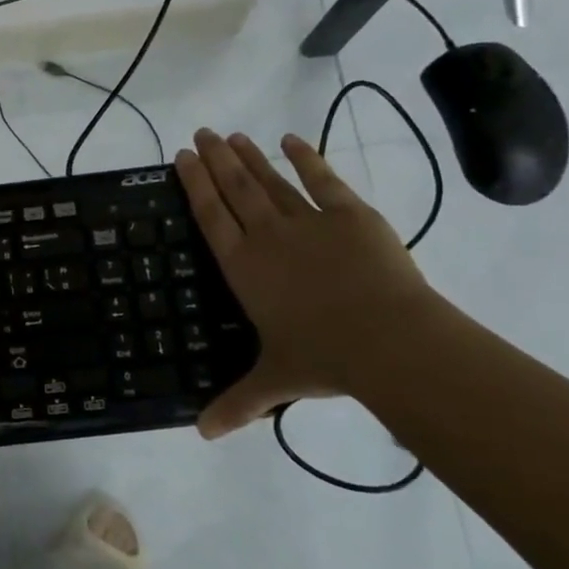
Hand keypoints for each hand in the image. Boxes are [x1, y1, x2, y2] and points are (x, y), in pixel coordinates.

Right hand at [176, 128, 436, 437]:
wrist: (388, 339)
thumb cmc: (323, 358)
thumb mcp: (275, 381)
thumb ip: (238, 403)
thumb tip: (202, 435)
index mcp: (244, 267)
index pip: (210, 216)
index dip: (193, 185)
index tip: (180, 158)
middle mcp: (267, 236)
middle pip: (234, 188)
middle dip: (214, 159)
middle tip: (199, 133)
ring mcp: (309, 221)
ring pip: (270, 180)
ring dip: (248, 156)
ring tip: (231, 134)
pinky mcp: (350, 215)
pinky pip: (323, 179)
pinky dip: (306, 158)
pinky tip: (291, 140)